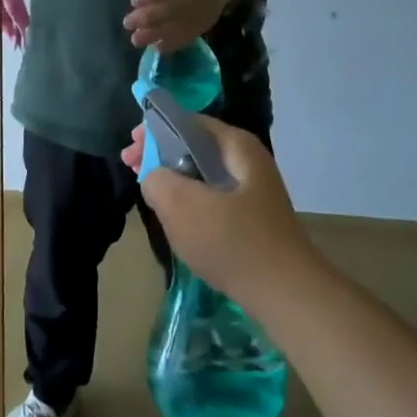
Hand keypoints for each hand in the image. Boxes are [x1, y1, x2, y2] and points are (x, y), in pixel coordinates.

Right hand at [122, 116, 317, 310]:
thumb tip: (155, 177)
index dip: (153, 131)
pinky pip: (213, 198)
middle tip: (132, 168)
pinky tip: (177, 219)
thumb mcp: (181, 205)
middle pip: (194, 145)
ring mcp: (253, 191)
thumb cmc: (233, 242)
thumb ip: (157, 179)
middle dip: (160, 155)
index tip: (129, 152)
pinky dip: (190, 201)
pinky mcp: (253, 218)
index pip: (186, 121)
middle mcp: (248, 160)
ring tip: (150, 194)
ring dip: (174, 180)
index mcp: (236, 145)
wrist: (287, 294)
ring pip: (202, 174)